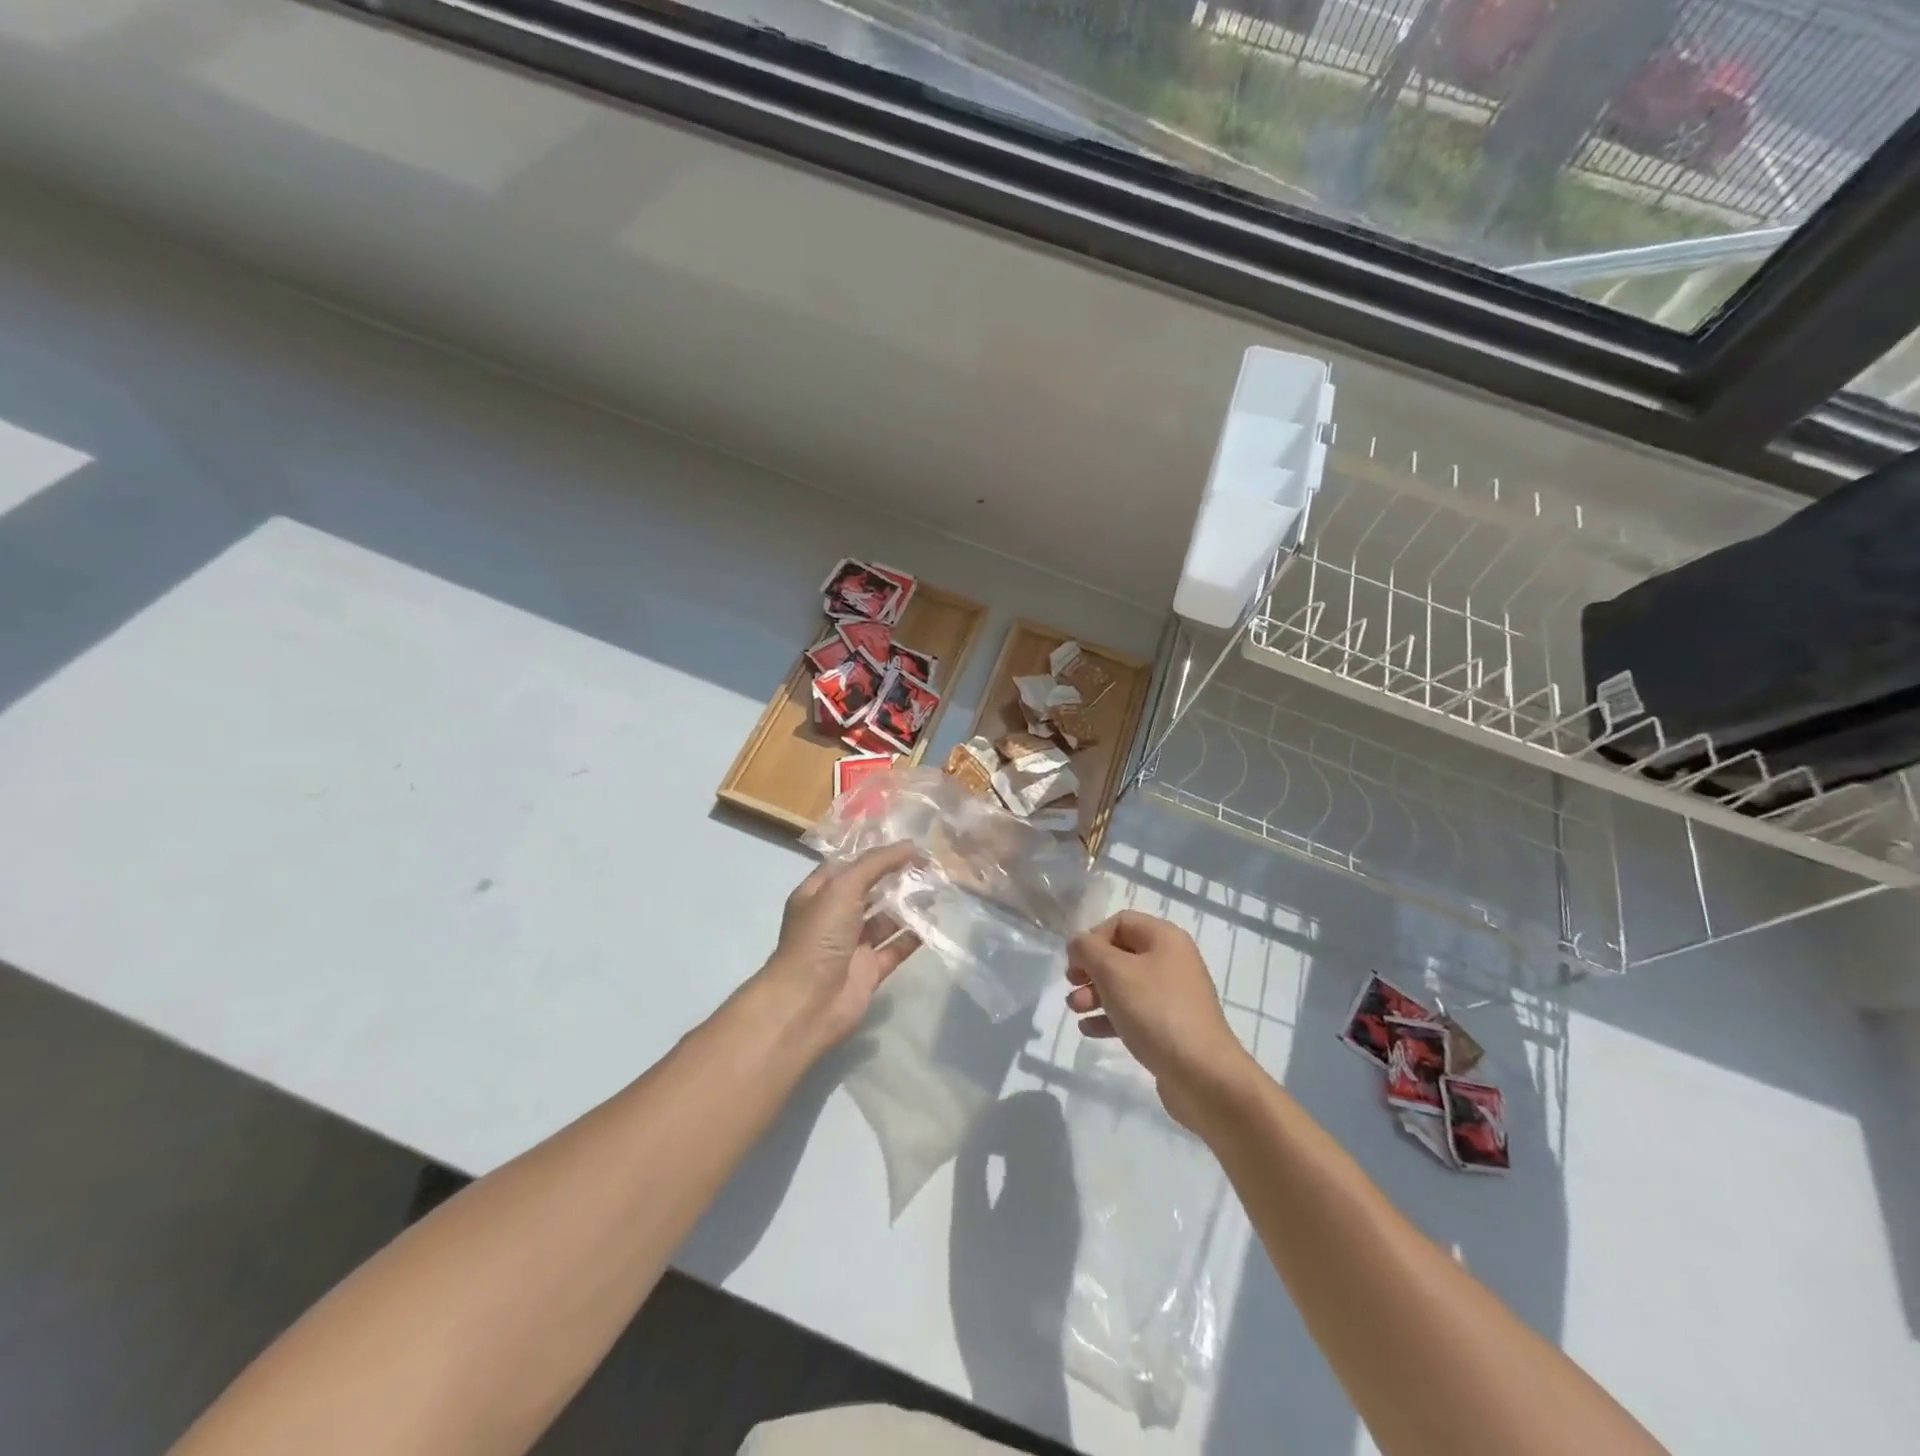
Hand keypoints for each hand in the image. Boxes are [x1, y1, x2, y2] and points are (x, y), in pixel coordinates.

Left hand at [752, 842, 921, 1057]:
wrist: (808, 1002)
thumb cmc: (819, 937)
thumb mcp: (842, 888)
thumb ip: (876, 864)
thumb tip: (911, 846)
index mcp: (818, 894)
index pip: (849, 864)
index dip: (876, 852)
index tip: (909, 842)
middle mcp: (834, 917)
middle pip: (870, 890)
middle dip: (896, 876)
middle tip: (931, 863)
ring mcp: (853, 944)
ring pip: (885, 918)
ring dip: (908, 904)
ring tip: (938, 887)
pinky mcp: (870, 970)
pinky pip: (896, 947)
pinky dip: (914, 935)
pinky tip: (935, 920)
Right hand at [1066, 910, 1256, 1128]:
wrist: (1203, 1075)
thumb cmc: (1156, 1011)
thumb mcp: (1114, 972)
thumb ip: (1088, 950)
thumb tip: (1078, 942)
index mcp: (1165, 938)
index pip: (1120, 922)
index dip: (1093, 938)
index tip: (1076, 963)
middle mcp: (1172, 961)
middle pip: (1120, 953)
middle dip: (1091, 969)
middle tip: (1072, 985)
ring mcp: (1173, 996)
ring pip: (1124, 985)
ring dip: (1095, 994)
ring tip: (1076, 1010)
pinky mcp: (1170, 1027)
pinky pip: (1134, 1012)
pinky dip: (1110, 1017)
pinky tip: (1089, 1030)